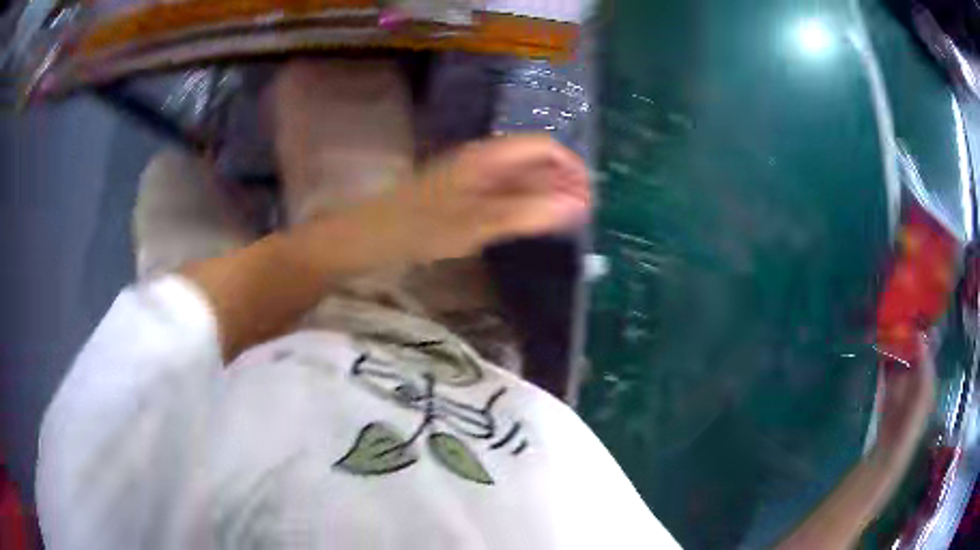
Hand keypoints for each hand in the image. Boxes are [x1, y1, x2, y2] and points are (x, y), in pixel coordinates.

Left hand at [359, 135, 591, 262]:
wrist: (371, 237)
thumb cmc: (420, 228)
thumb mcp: (478, 223)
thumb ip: (528, 213)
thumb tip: (578, 207)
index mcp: (488, 156)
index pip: (543, 146)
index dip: (570, 167)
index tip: (588, 197)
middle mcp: (484, 159)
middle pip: (534, 160)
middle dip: (562, 181)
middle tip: (583, 214)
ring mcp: (473, 176)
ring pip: (520, 177)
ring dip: (546, 193)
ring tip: (567, 220)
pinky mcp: (464, 193)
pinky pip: (505, 191)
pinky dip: (525, 203)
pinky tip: (534, 221)